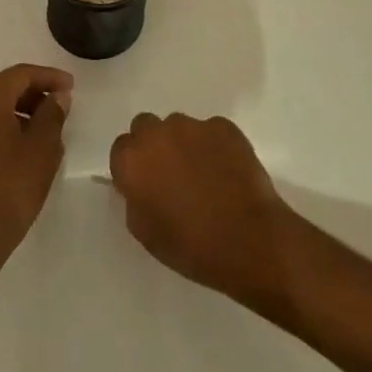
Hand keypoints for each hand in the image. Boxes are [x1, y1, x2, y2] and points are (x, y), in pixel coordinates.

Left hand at [0, 65, 72, 274]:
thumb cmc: (11, 188)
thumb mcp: (42, 148)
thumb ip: (52, 114)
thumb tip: (57, 96)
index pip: (20, 74)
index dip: (49, 77)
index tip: (71, 86)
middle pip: (3, 87)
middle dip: (33, 92)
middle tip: (60, 104)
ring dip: (18, 109)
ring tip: (46, 125)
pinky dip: (2, 123)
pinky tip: (23, 141)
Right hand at [108, 113, 299, 306]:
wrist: (249, 241)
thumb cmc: (191, 246)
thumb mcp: (144, 232)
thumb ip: (134, 198)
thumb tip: (140, 184)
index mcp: (132, 160)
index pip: (121, 148)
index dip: (134, 166)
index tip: (146, 183)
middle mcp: (157, 134)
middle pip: (146, 126)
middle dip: (154, 144)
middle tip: (171, 173)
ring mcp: (193, 126)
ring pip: (179, 126)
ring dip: (184, 143)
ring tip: (204, 173)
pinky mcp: (223, 126)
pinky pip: (211, 131)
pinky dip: (214, 146)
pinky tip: (227, 171)